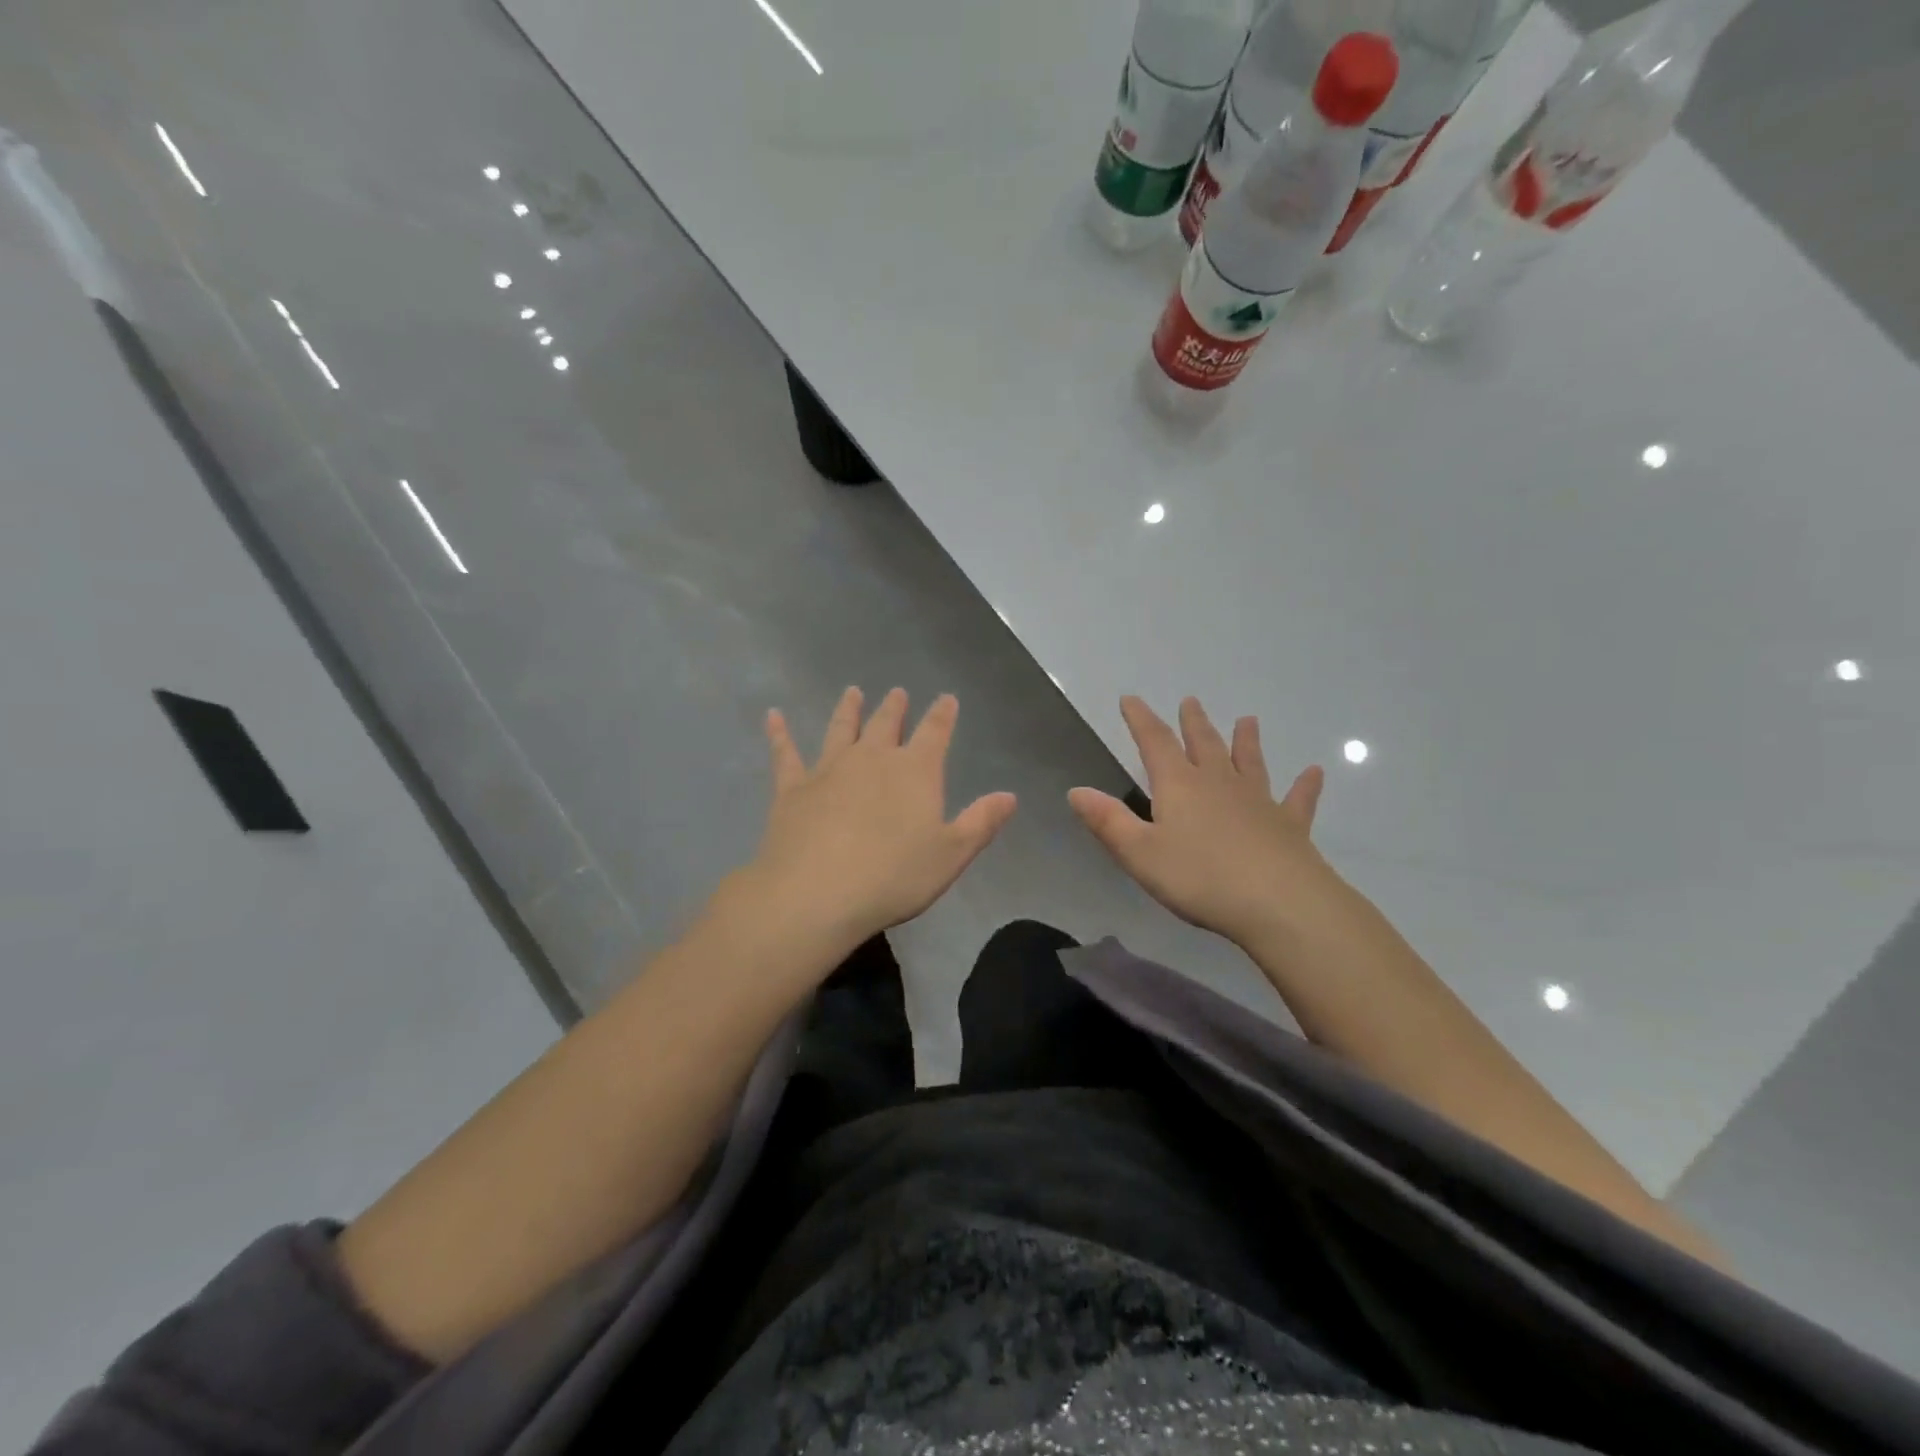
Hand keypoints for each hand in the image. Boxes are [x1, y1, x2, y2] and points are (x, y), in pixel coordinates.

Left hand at [743, 687, 1016, 951]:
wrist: (817, 892)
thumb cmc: (894, 876)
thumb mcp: (951, 854)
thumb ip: (981, 822)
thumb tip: (1010, 795)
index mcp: (915, 771)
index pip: (935, 732)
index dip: (943, 715)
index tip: (947, 698)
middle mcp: (873, 759)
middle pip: (886, 724)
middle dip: (895, 708)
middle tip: (897, 692)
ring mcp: (829, 769)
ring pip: (842, 729)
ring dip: (849, 710)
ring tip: (852, 692)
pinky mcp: (792, 787)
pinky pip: (785, 753)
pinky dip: (780, 733)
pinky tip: (773, 716)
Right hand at [1069, 696, 1332, 946]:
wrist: (1279, 903)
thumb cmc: (1199, 878)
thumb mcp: (1139, 853)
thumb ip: (1108, 821)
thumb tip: (1076, 791)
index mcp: (1179, 786)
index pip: (1155, 742)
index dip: (1140, 720)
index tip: (1131, 699)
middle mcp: (1218, 783)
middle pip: (1204, 744)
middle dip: (1192, 723)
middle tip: (1191, 702)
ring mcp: (1258, 801)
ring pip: (1249, 763)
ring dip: (1246, 741)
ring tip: (1248, 720)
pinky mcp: (1289, 826)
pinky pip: (1297, 799)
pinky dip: (1305, 785)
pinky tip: (1314, 772)